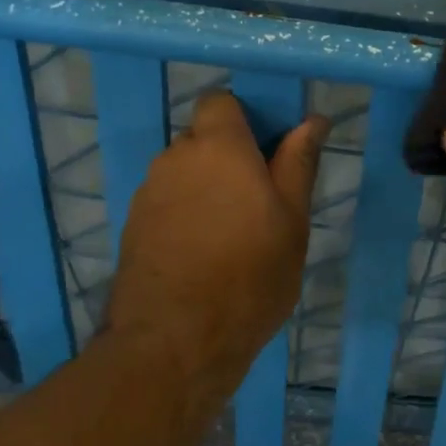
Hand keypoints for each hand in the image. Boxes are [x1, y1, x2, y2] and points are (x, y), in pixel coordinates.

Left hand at [105, 92, 326, 411]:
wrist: (173, 344)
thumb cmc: (249, 276)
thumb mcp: (291, 220)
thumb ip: (298, 163)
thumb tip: (313, 120)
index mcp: (218, 147)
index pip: (220, 101)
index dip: (244, 117)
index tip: (268, 149)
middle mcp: (175, 158)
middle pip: (203, 137)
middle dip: (229, 156)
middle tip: (260, 198)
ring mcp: (148, 192)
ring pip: (184, 171)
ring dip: (207, 185)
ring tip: (232, 232)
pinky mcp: (132, 225)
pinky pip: (167, 200)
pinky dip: (186, 212)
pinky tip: (203, 251)